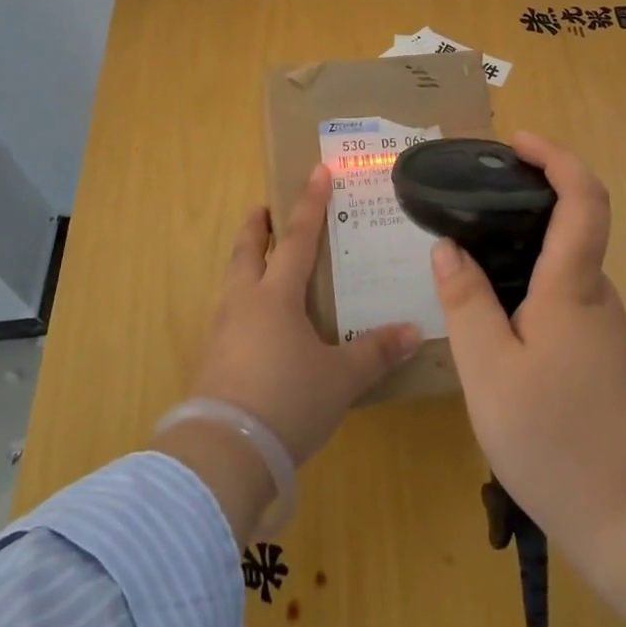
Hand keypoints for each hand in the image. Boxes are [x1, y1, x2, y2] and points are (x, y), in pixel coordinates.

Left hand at [191, 163, 420, 463]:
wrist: (223, 455)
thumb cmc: (287, 402)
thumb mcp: (340, 379)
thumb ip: (376, 352)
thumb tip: (414, 331)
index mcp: (276, 296)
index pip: (298, 238)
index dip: (311, 204)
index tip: (317, 171)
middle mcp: (244, 304)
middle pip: (248, 251)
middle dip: (258, 226)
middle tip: (264, 208)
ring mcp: (222, 332)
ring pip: (232, 282)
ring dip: (245, 262)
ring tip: (258, 261)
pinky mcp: (211, 361)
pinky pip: (228, 314)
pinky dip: (241, 301)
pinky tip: (253, 322)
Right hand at [430, 132, 625, 561]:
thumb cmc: (559, 439)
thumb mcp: (490, 371)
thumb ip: (466, 303)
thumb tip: (449, 248)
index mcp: (573, 285)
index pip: (582, 196)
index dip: (556, 157)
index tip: (516, 142)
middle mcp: (595, 296)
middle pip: (570, 226)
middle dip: (525, 199)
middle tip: (468, 202)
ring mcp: (603, 329)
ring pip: (560, 268)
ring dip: (519, 248)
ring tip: (466, 258)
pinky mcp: (600, 359)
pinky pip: (560, 301)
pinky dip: (525, 287)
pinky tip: (490, 320)